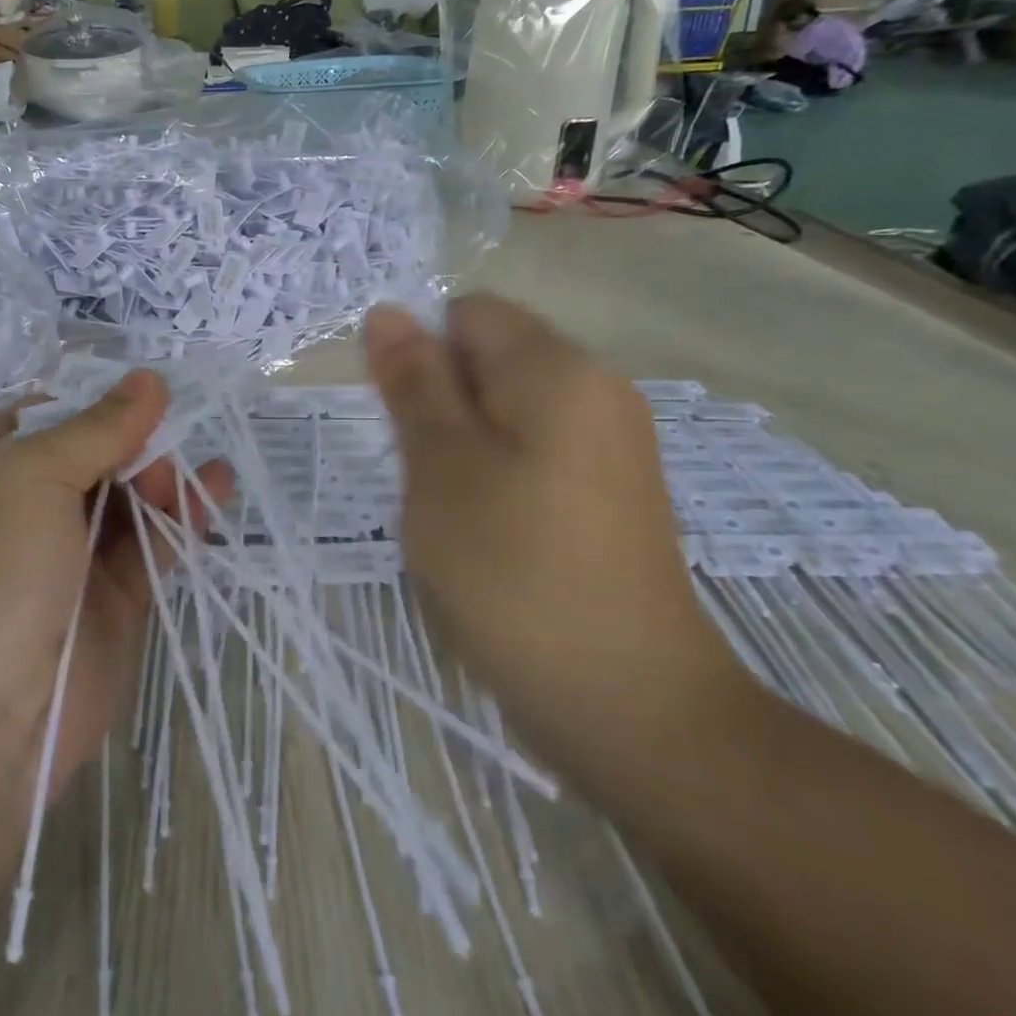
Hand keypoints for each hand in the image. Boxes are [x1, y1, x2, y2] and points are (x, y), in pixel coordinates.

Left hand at [0, 370, 232, 803]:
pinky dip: (182, 519)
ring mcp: (70, 560)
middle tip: (169, 434)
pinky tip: (213, 489)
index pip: (41, 419)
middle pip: (92, 458)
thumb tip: (148, 379)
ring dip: (162, 477)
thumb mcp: (31, 476)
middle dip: (132, 439)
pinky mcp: (112, 604)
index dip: (88, 399)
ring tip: (193, 468)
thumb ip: (97, 428)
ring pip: (127, 503)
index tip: (137, 386)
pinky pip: (152, 549)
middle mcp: (27, 512)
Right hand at [363, 297, 747, 766]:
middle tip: (425, 477)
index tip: (402, 423)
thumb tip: (387, 311)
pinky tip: (485, 535)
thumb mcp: (441, 468)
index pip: (469, 314)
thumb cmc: (514, 572)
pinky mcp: (610, 493)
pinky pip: (534, 453)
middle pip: (490, 360)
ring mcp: (611, 445)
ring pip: (505, 412)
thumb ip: (413, 383)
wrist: (628, 704)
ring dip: (461, 447)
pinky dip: (494, 477)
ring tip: (451, 513)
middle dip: (441, 404)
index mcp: (559, 370)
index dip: (421, 354)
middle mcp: (598, 391)